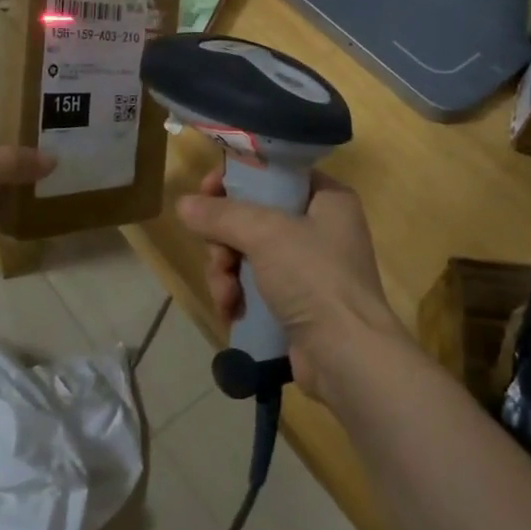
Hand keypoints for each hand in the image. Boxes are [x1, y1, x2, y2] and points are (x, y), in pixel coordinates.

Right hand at [175, 167, 406, 399]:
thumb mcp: (266, 234)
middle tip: (218, 257)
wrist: (347, 356)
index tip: (207, 192)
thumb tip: (183, 204)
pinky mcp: (296, 302)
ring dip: (227, 273)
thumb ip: (222, 215)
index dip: (239, 179)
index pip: (275, 173)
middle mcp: (321, 228)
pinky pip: (255, 286)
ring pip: (248, 254)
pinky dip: (239, 295)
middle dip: (225, 240)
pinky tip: (231, 312)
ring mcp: (309, 268)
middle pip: (254, 217)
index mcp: (328, 199)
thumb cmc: (314, 277)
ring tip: (226, 296)